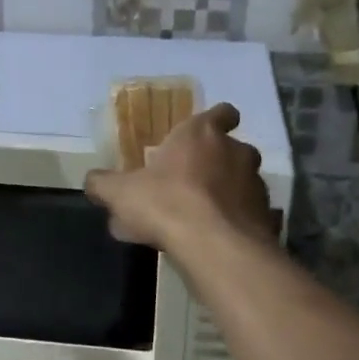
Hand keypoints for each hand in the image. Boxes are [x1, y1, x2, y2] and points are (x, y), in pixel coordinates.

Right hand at [84, 102, 272, 250]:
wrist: (215, 247)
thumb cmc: (166, 204)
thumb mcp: (120, 193)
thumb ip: (103, 184)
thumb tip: (91, 181)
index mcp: (202, 135)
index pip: (221, 113)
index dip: (217, 119)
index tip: (207, 132)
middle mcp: (236, 152)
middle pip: (233, 149)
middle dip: (218, 162)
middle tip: (193, 183)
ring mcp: (256, 184)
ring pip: (244, 182)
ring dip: (228, 193)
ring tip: (203, 218)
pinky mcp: (267, 216)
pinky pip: (251, 215)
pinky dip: (238, 223)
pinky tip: (218, 241)